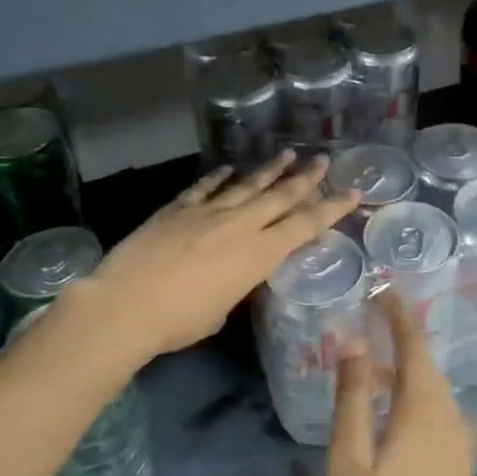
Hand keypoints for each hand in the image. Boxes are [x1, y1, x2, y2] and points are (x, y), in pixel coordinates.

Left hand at [88, 152, 355, 358]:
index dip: (331, 208)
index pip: (305, 225)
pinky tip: (229, 167)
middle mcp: (240, 225)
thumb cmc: (179, 322)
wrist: (125, 306)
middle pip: (280, 196)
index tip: (352, 192)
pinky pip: (204, 188)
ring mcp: (207, 212)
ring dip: (269, 169)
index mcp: (259, 254)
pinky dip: (219, 177)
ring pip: (246, 184)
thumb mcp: (221, 311)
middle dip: (305, 177)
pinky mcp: (177, 209)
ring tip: (287, 153)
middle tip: (322, 158)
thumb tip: (232, 276)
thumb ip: (236, 286)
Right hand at [328, 292, 476, 475]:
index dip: (399, 315)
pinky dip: (416, 392)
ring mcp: (458, 444)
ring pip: (435, 389)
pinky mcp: (456, 465)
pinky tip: (394, 406)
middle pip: (428, 364)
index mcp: (423, 412)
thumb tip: (355, 345)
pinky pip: (438, 411)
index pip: (414, 346)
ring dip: (409, 365)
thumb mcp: (350, 464)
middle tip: (374, 314)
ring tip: (378, 355)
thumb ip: (353, 400)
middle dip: (404, 335)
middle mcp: (449, 419)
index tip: (383, 288)